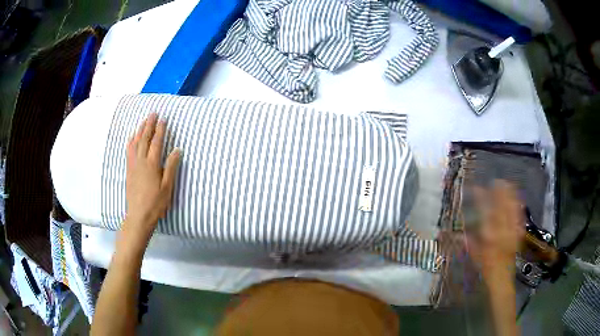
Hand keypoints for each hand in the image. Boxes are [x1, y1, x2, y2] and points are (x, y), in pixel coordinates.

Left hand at [124, 113, 180, 240]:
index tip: (163, 119)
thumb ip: (171, 167)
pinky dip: (131, 141)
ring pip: (136, 142)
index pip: (157, 142)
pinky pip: (129, 151)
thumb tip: (177, 150)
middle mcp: (141, 161)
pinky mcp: (129, 170)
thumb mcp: (167, 187)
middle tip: (153, 113)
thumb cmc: (156, 203)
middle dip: (149, 125)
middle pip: (145, 138)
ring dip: (140, 130)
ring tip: (144, 121)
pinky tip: (133, 137)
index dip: (160, 129)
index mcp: (152, 164)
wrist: (139, 215)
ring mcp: (133, 165)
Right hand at [470, 180, 524, 279]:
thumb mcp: (474, 254)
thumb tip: (453, 233)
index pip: (484, 210)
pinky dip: (518, 205)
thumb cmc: (486, 267)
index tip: (476, 188)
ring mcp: (512, 230)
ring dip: (510, 194)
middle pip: (502, 205)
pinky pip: (520, 215)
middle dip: (499, 191)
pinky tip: (517, 199)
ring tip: (506, 184)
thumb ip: (466, 240)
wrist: (502, 278)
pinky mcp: (519, 233)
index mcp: (489, 235)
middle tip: (495, 181)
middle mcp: (502, 230)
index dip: (480, 197)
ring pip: (512, 207)